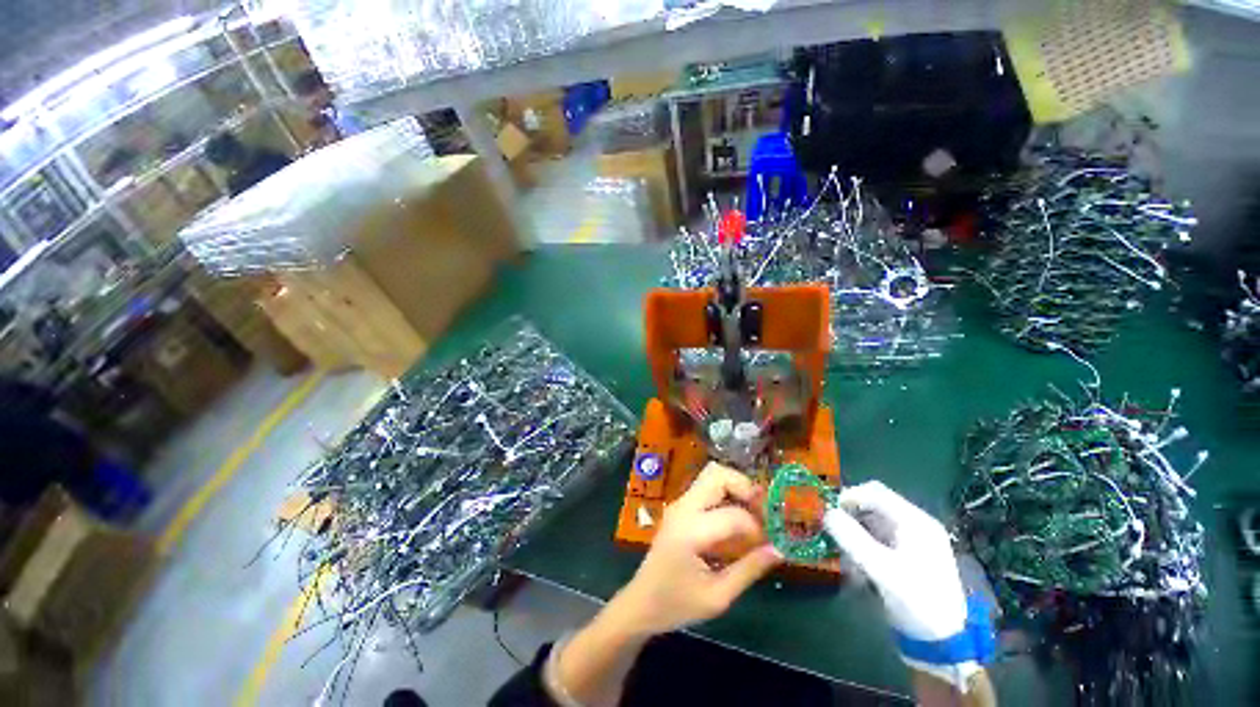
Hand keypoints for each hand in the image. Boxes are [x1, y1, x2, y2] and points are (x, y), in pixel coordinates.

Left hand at [612, 462, 782, 634]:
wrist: (640, 602)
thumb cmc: (676, 604)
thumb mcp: (717, 596)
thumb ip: (749, 569)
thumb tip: (779, 550)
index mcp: (690, 530)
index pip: (733, 515)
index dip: (758, 527)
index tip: (770, 544)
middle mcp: (683, 507)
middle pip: (718, 474)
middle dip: (746, 487)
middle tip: (764, 513)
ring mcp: (679, 504)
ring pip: (712, 476)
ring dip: (737, 488)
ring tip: (754, 514)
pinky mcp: (680, 507)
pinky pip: (707, 488)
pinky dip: (727, 494)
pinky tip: (737, 519)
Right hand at [824, 481, 987, 692]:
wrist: (945, 641)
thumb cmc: (916, 600)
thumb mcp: (881, 569)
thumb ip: (852, 538)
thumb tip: (826, 513)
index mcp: (914, 521)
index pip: (874, 492)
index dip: (848, 496)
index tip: (827, 512)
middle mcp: (915, 524)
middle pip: (873, 505)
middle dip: (849, 516)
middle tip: (831, 531)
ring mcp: (913, 540)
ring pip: (873, 522)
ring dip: (854, 533)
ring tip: (843, 555)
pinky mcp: (909, 555)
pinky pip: (879, 539)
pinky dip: (863, 546)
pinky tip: (856, 566)